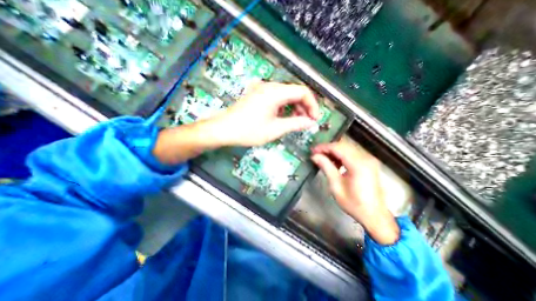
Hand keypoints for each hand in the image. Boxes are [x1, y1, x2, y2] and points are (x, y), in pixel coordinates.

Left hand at [208, 82, 319, 146]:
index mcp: (275, 92)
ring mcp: (262, 89)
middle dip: (303, 107)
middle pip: (294, 92)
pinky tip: (283, 117)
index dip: (312, 104)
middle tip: (305, 122)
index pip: (302, 92)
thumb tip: (310, 122)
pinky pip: (276, 98)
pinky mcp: (257, 95)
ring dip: (294, 107)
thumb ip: (295, 124)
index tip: (314, 118)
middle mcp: (269, 86)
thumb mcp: (275, 129)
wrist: (223, 129)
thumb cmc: (249, 130)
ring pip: (286, 95)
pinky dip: (284, 107)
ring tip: (295, 121)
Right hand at [310, 142, 396, 243]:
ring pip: (347, 148)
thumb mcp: (336, 186)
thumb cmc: (354, 204)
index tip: (313, 151)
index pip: (338, 148)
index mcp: (358, 165)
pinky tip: (335, 162)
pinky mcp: (369, 163)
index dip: (324, 147)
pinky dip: (341, 155)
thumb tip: (315, 156)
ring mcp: (369, 160)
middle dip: (328, 148)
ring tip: (323, 158)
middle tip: (316, 154)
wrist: (375, 216)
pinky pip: (352, 153)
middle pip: (343, 145)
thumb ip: (326, 167)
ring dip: (334, 151)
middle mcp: (365, 158)